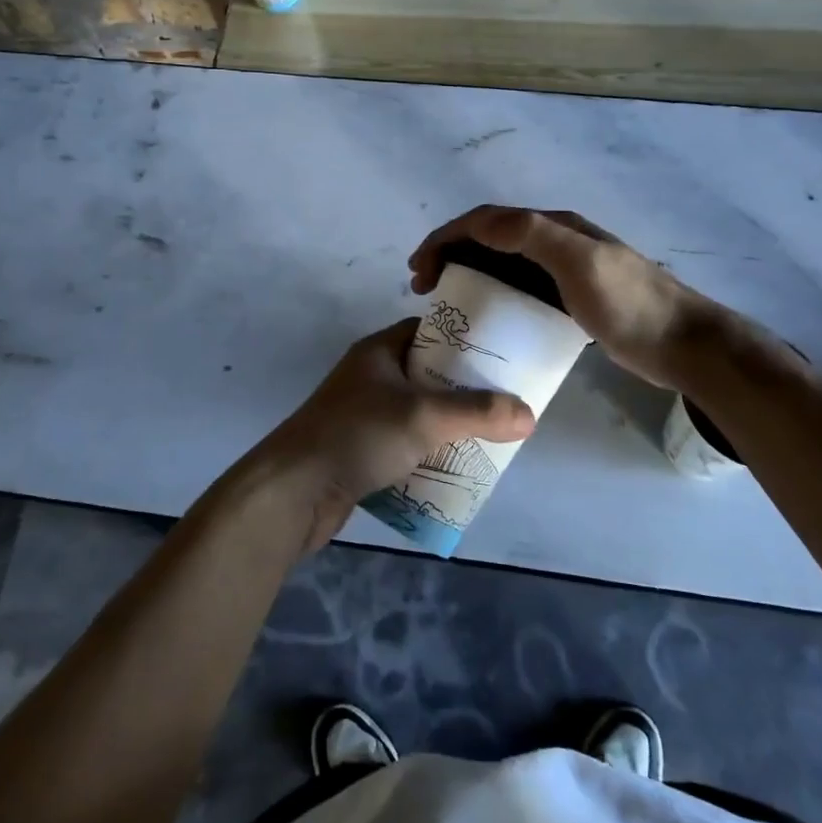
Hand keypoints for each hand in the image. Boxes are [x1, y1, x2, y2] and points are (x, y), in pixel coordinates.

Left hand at [257, 319, 533, 549]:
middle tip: (502, 404)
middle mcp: (371, 377)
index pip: (428, 331)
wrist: (293, 491)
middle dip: (463, 391)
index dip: (464, 340)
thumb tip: (528, 415)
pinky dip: (427, 455)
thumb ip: (477, 413)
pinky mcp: (360, 452)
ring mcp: (363, 416)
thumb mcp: (424, 416)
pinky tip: (454, 471)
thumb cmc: (357, 435)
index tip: (500, 356)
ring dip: (447, 427)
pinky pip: (404, 446)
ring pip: (417, 414)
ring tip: (488, 439)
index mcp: (380, 351)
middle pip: (427, 375)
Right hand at [410, 205, 715, 390]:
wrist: (683, 345)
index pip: (487, 221)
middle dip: (451, 255)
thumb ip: (531, 234)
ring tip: (445, 301)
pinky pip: (520, 289)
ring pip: (503, 264)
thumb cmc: (629, 305)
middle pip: (490, 240)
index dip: (446, 238)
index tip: (419, 268)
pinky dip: (493, 294)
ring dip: (468, 274)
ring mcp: (565, 271)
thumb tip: (478, 222)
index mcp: (554, 227)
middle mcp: (556, 241)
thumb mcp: (580, 262)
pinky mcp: (572, 300)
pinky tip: (486, 317)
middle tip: (424, 287)